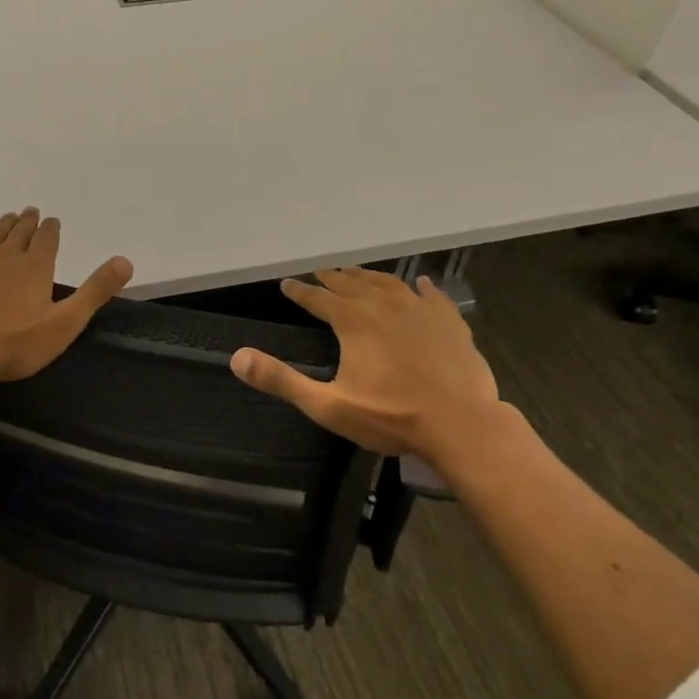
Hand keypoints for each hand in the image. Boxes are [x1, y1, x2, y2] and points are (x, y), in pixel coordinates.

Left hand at [0, 208, 132, 384]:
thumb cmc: (15, 344)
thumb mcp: (65, 323)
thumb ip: (95, 292)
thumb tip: (126, 260)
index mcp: (35, 267)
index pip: (47, 238)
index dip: (51, 228)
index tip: (52, 220)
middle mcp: (5, 255)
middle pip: (19, 231)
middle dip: (27, 221)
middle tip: (29, 212)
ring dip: (0, 225)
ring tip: (6, 218)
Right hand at [229, 268, 512, 469]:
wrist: (462, 426)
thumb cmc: (391, 417)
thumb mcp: (327, 405)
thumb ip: (281, 380)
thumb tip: (236, 357)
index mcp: (352, 321)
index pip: (317, 299)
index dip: (300, 291)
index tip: (286, 284)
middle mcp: (383, 305)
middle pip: (351, 284)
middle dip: (332, 278)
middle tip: (320, 273)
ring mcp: (420, 309)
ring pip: (388, 283)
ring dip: (368, 277)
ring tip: (357, 273)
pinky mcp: (449, 321)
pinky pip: (431, 295)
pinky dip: (421, 287)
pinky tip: (419, 283)